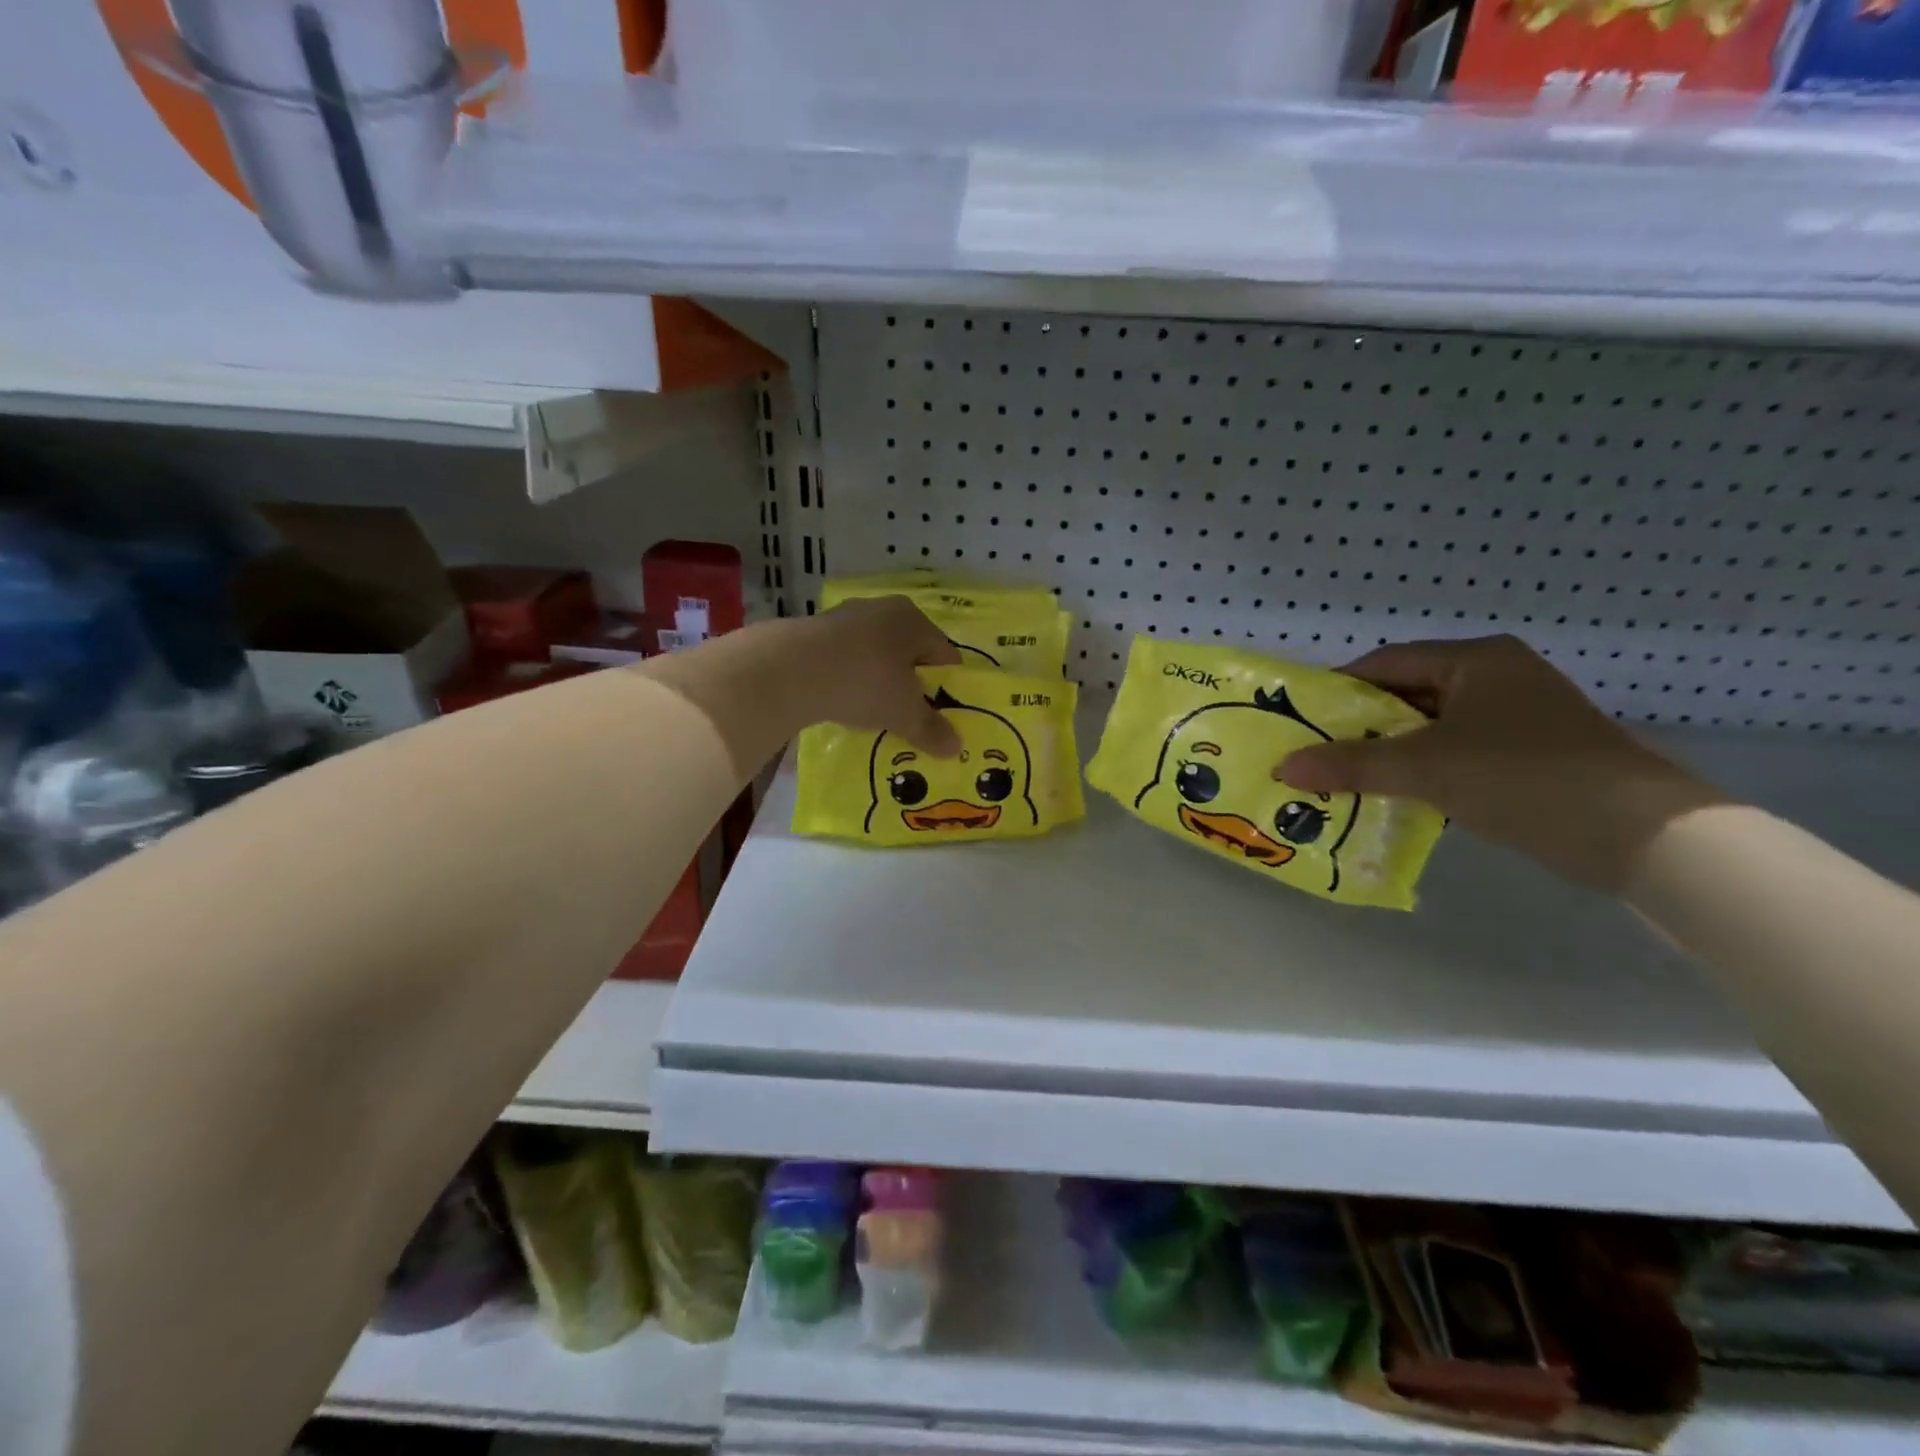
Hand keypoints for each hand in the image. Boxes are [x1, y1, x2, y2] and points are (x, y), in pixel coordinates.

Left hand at [796, 595, 963, 754]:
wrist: (790, 670)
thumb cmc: (863, 682)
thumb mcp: (903, 713)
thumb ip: (931, 729)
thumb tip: (956, 747)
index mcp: (914, 620)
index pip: (945, 655)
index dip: (947, 687)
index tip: (942, 716)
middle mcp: (883, 609)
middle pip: (909, 653)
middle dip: (911, 685)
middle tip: (910, 717)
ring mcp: (845, 617)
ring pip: (876, 655)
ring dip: (878, 682)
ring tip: (875, 714)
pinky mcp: (815, 632)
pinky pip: (845, 659)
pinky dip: (849, 679)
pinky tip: (843, 702)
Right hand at [1277, 636, 1727, 890]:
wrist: (1642, 834)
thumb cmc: (1524, 776)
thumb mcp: (1426, 767)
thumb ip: (1351, 764)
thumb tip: (1283, 767)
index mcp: (1475, 660)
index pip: (1386, 662)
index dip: (1338, 688)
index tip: (1300, 718)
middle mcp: (1496, 677)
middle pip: (1407, 693)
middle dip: (1359, 723)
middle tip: (1315, 751)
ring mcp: (1517, 716)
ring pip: (1430, 726)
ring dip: (1388, 750)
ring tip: (1343, 776)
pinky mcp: (1529, 753)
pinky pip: (1455, 750)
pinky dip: (1422, 768)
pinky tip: (1394, 793)